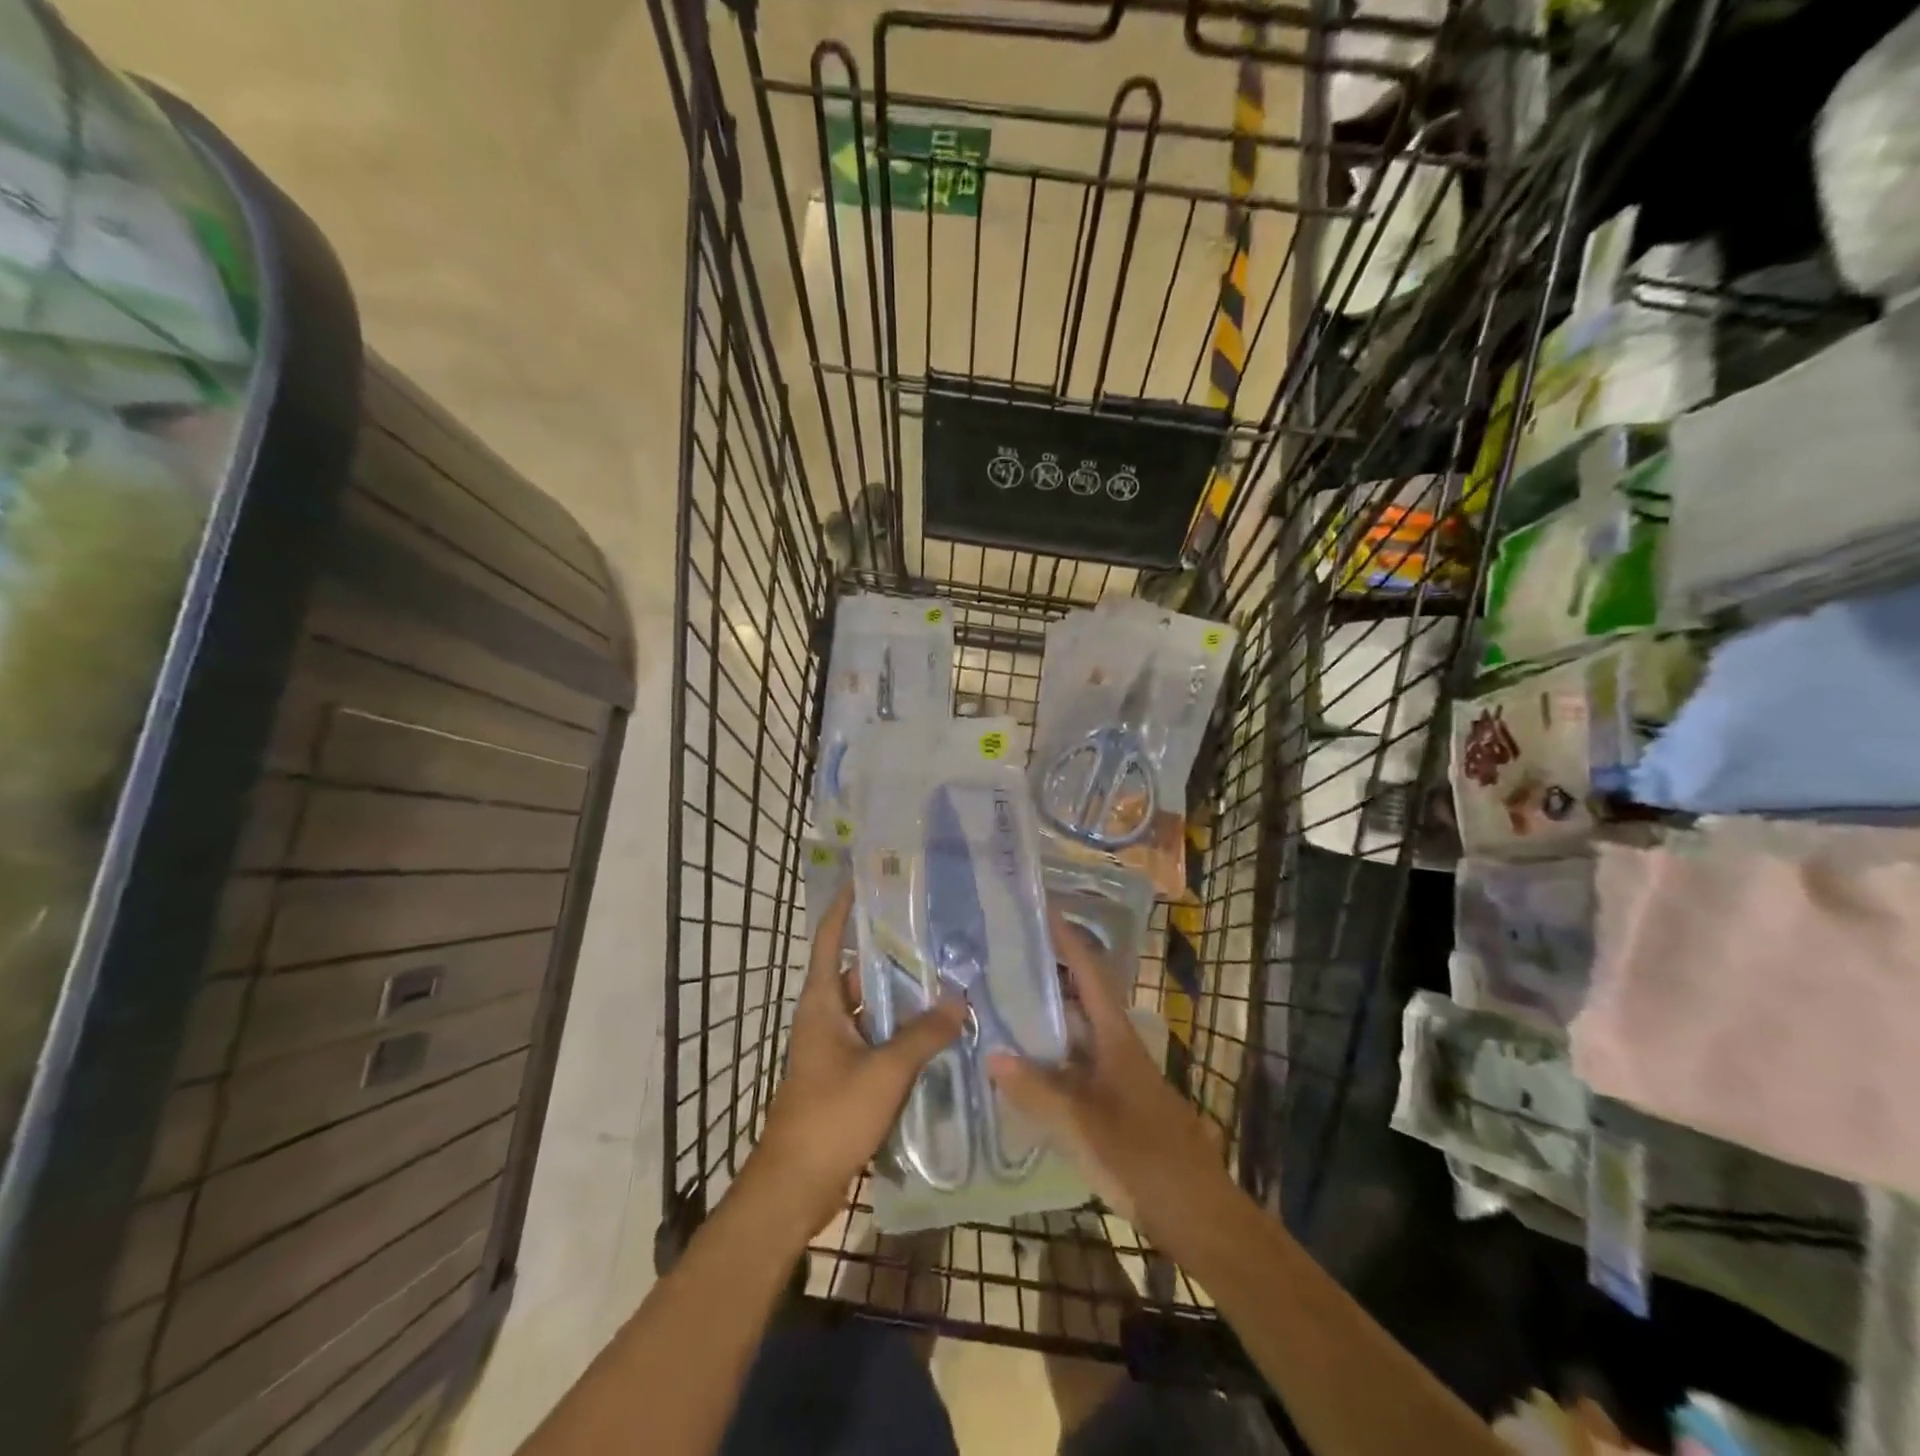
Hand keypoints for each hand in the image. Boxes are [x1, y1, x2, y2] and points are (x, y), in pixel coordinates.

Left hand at [747, 885, 964, 1236]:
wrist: (795, 1186)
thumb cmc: (831, 1115)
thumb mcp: (883, 1071)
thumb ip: (922, 1034)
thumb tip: (958, 999)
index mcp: (821, 1003)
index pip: (831, 941)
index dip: (845, 908)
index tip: (867, 880)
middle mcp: (825, 1017)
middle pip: (858, 973)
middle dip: (891, 953)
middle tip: (933, 932)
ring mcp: (834, 1048)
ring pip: (871, 1009)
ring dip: (901, 997)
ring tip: (945, 976)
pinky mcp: (845, 1075)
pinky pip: (876, 1039)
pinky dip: (901, 1031)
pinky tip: (935, 1031)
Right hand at [987, 910, 1228, 1240]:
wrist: (1198, 1214)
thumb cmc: (1143, 1159)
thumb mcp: (1083, 1126)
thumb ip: (1037, 1091)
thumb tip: (992, 1054)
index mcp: (1115, 1037)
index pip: (1089, 972)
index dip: (1067, 939)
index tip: (1040, 908)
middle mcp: (1117, 1046)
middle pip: (1080, 997)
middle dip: (1046, 973)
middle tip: (1001, 957)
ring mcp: (1116, 1075)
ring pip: (1075, 1033)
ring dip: (1045, 1015)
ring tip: (999, 1003)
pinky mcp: (1114, 1103)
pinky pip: (1074, 1064)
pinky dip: (1049, 1056)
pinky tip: (1021, 1068)